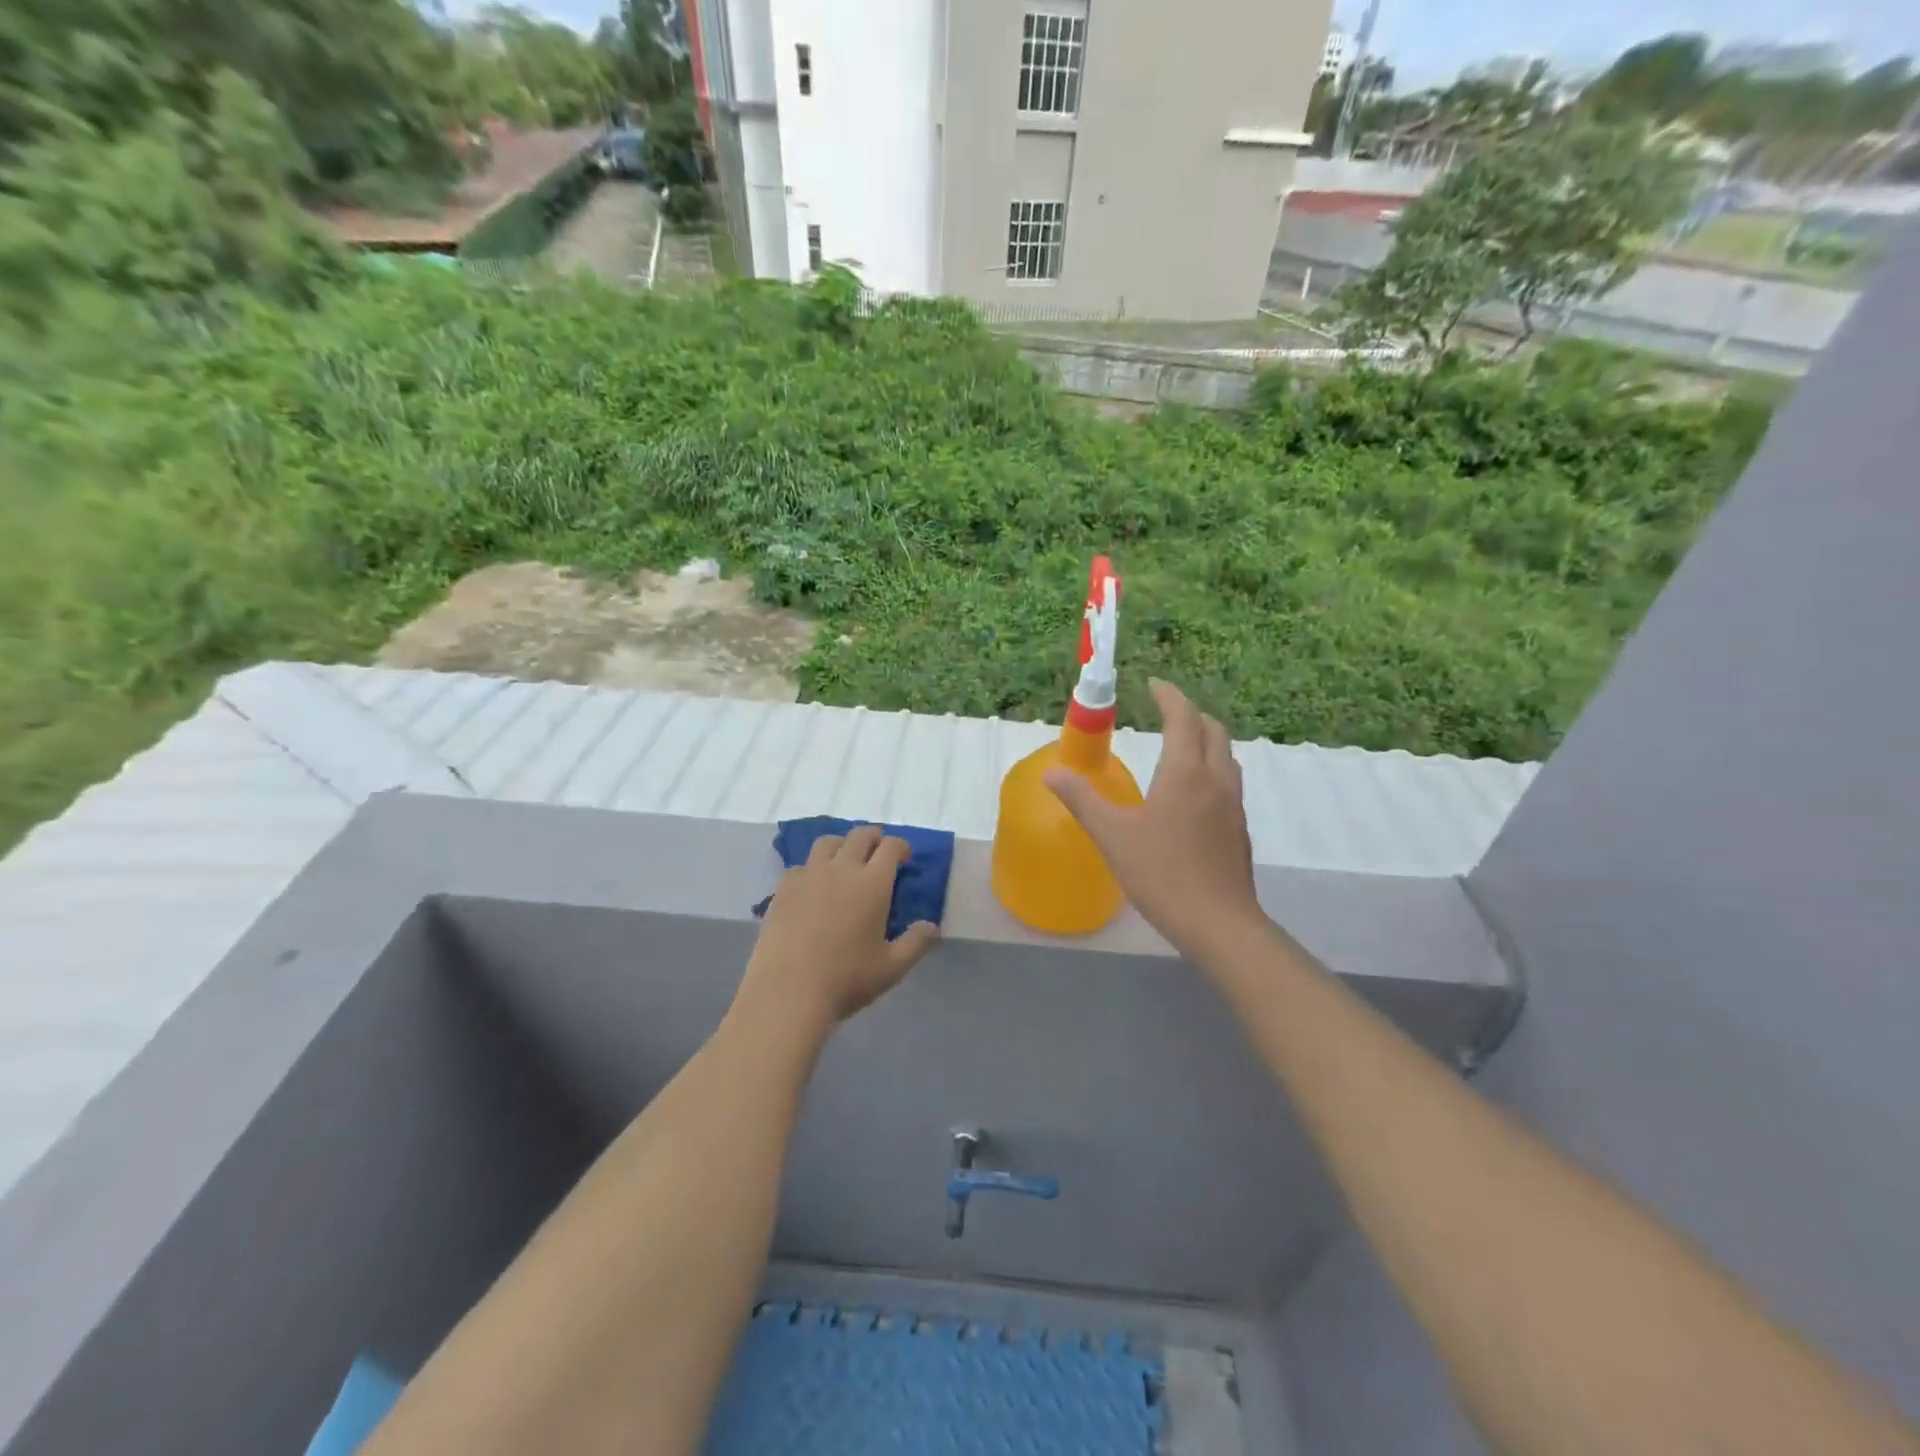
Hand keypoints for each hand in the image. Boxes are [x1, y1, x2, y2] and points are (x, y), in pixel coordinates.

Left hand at [741, 825, 939, 1026]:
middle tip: (878, 851)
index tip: (904, 856)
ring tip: (844, 859)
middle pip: (860, 835)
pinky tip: (813, 885)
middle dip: (873, 838)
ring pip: (827, 842)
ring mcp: (809, 875)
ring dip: (842, 844)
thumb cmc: (847, 979)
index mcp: (873, 883)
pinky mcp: (784, 888)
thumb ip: (916, 943)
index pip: (890, 847)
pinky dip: (813, 867)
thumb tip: (932, 926)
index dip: (900, 846)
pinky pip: (801, 865)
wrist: (788, 991)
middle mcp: (842, 869)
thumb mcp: (892, 968)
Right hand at [1045, 680, 1265, 964]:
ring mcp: (1233, 804)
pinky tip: (1190, 792)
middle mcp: (1216, 779)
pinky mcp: (1239, 828)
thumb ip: (1081, 800)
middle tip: (1164, 712)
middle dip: (1190, 714)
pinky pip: (1227, 780)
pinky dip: (1210, 766)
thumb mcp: (1112, 836)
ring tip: (1178, 745)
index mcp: (1186, 772)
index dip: (1169, 696)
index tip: (1153, 684)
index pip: (1183, 718)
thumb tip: (1051, 773)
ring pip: (1225, 755)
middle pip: (1212, 730)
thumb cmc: (1162, 874)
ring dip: (1204, 739)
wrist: (1219, 923)